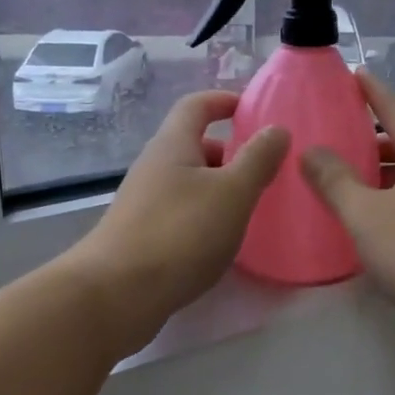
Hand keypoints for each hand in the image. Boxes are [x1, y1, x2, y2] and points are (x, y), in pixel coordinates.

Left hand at [64, 90, 288, 353]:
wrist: (116, 294)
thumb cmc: (180, 233)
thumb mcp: (232, 193)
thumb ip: (258, 159)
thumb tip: (277, 129)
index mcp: (173, 145)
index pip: (196, 105)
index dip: (224, 100)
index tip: (253, 109)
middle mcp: (153, 167)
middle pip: (193, 144)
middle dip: (229, 151)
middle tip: (263, 168)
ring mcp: (143, 202)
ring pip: (188, 181)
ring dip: (218, 187)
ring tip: (250, 207)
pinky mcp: (141, 235)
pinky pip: (180, 211)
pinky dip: (204, 215)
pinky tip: (221, 241)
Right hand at [301, 71, 394, 332]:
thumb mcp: (366, 214)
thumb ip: (334, 181)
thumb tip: (311, 151)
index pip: (394, 107)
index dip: (371, 90)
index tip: (352, 74)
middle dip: (369, 138)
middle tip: (333, 138)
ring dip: (380, 172)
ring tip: (345, 179)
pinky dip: (393, 198)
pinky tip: (372, 219)